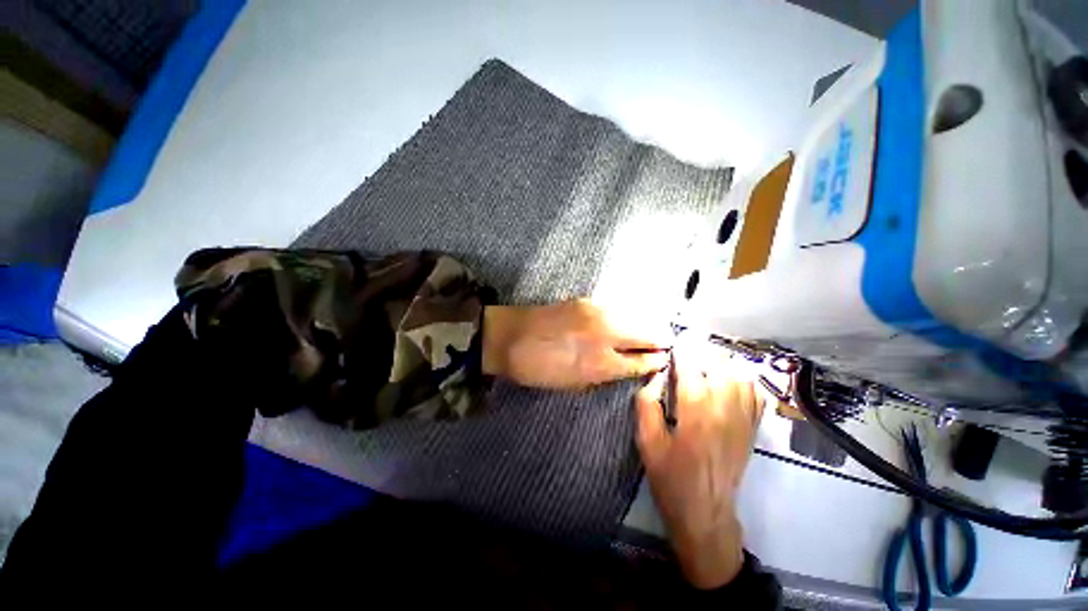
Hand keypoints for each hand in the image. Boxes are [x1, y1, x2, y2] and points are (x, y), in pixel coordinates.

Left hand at [482, 299, 669, 389]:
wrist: (509, 337)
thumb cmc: (539, 369)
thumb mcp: (573, 384)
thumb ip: (605, 374)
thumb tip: (627, 366)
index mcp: (602, 363)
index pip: (642, 361)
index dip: (656, 361)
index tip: (664, 360)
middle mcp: (606, 334)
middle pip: (647, 334)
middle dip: (659, 341)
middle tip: (663, 345)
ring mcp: (598, 312)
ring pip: (634, 317)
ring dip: (644, 326)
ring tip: (649, 333)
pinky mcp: (586, 301)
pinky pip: (616, 309)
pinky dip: (625, 316)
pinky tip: (624, 321)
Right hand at [635, 345, 764, 588]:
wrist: (705, 512)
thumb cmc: (671, 477)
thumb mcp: (647, 442)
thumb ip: (646, 405)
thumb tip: (653, 378)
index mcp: (696, 412)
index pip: (692, 368)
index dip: (682, 350)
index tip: (674, 341)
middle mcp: (724, 410)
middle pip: (720, 366)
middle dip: (702, 351)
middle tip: (686, 349)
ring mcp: (743, 419)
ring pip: (741, 375)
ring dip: (722, 362)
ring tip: (705, 360)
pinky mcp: (752, 429)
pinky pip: (755, 394)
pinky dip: (743, 379)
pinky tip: (728, 379)